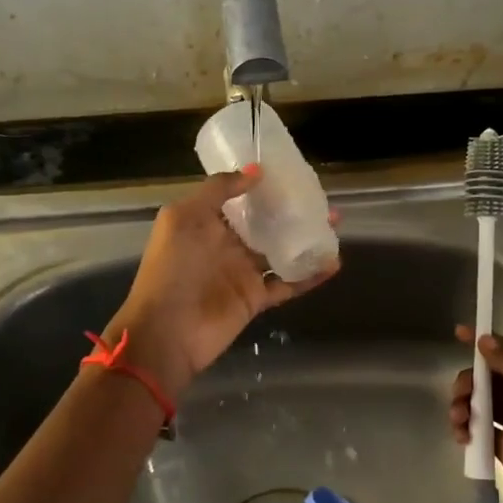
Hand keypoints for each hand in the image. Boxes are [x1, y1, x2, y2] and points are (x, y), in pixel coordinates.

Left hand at [108, 167, 338, 397]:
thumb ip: (218, 189)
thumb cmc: (172, 268)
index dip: (263, 186)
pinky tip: (333, 262)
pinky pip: (288, 283)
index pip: (239, 199)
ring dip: (306, 239)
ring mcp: (242, 273)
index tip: (291, 173)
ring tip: (335, 225)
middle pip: (265, 223)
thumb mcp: (184, 217)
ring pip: (281, 250)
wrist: (166, 332)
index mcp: (206, 222)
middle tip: (322, 199)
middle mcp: (226, 244)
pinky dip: (310, 275)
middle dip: (291, 211)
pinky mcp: (255, 298)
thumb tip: (256, 170)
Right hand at [449, 327, 502, 502]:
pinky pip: (481, 430)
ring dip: (465, 404)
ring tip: (457, 419)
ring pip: (484, 403)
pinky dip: (468, 428)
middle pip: (494, 379)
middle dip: (471, 380)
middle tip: (459, 394)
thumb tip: (485, 340)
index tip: (458, 334)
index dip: (486, 344)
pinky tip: (461, 435)